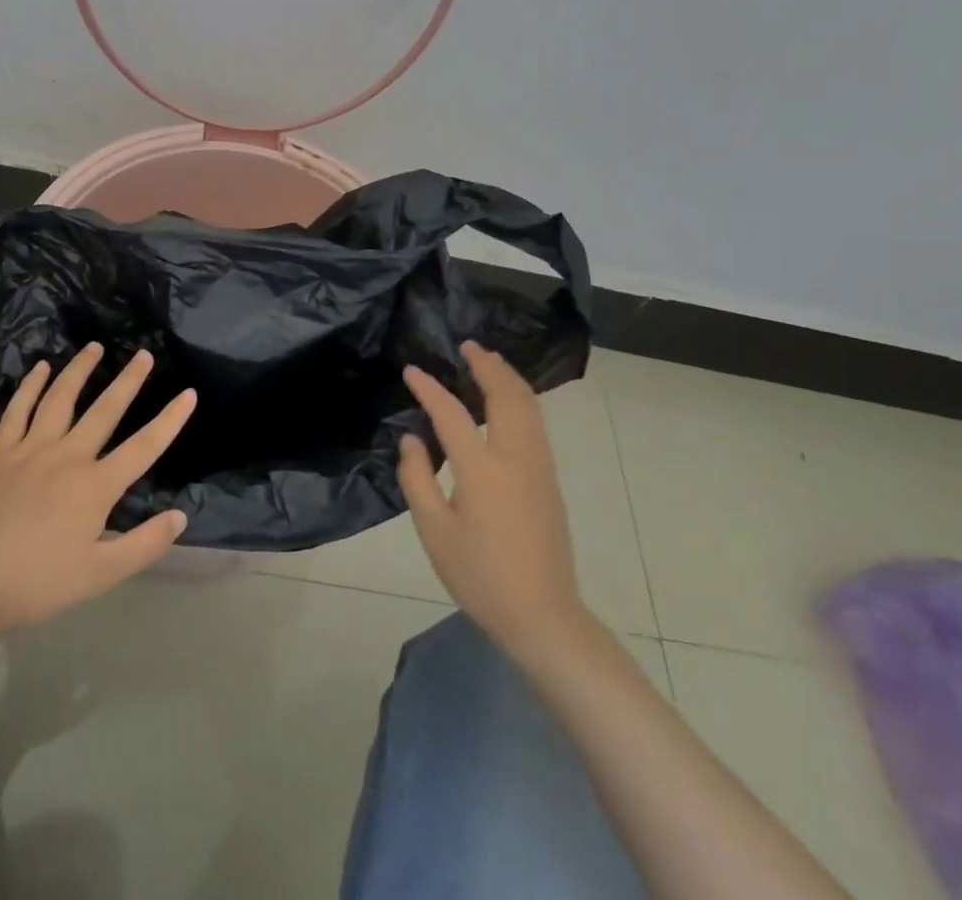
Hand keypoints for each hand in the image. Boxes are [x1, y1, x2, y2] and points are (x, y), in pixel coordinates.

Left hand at [0, 344, 195, 640]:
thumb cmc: (42, 583)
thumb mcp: (102, 574)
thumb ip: (145, 544)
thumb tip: (180, 516)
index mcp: (95, 486)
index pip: (143, 447)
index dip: (169, 420)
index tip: (189, 394)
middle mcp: (67, 457)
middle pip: (105, 410)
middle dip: (128, 380)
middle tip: (144, 354)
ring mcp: (31, 450)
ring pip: (60, 399)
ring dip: (79, 370)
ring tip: (94, 346)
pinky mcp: (1, 454)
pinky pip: (18, 410)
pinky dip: (30, 386)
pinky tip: (40, 368)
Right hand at [399, 342, 592, 658]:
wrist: (543, 616)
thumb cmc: (481, 576)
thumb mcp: (434, 531)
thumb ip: (417, 478)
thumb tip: (412, 440)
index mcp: (482, 469)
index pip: (452, 413)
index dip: (429, 388)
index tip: (411, 371)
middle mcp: (516, 457)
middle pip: (506, 395)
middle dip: (487, 366)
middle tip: (468, 345)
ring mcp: (539, 467)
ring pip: (528, 406)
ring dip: (508, 378)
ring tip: (489, 361)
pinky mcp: (549, 480)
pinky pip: (535, 423)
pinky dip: (520, 399)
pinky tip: (508, 400)